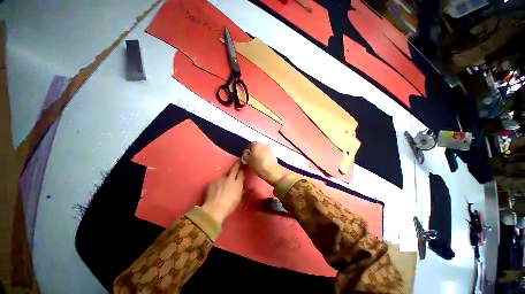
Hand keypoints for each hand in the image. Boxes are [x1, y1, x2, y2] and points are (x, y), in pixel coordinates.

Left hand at [201, 161, 244, 223]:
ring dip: (226, 178)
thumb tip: (245, 187)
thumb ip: (242, 190)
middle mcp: (230, 178)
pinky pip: (217, 181)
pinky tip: (216, 189)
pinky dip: (218, 184)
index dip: (243, 168)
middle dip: (237, 165)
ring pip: (224, 176)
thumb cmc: (229, 205)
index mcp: (238, 182)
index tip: (243, 165)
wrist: (214, 209)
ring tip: (224, 184)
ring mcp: (220, 179)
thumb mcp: (238, 198)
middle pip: (234, 168)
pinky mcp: (212, 182)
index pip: (241, 172)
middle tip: (238, 162)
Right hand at [242, 142, 287, 185]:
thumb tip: (246, 153)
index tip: (246, 157)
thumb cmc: (258, 165)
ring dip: (260, 154)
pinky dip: (265, 157)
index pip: (249, 145)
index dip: (247, 151)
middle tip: (252, 159)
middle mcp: (263, 143)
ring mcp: (270, 148)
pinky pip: (267, 154)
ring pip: (262, 150)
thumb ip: (245, 155)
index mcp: (256, 143)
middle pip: (257, 147)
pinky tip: (263, 163)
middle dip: (254, 152)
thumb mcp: (248, 161)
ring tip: (258, 162)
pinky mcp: (274, 154)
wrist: (272, 171)